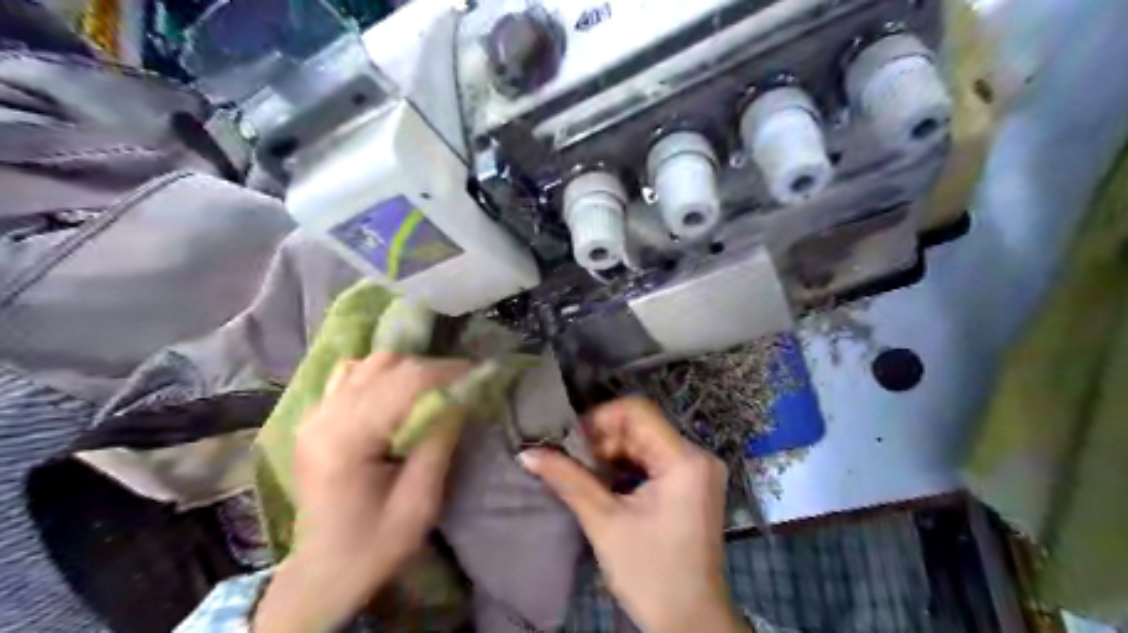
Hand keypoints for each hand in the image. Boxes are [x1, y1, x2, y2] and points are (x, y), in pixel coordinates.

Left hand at [253, 353, 472, 630]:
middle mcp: (324, 416)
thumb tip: (461, 396)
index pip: (404, 382)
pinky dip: (381, 374)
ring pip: (369, 363)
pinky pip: (352, 375)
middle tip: (464, 384)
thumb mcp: (419, 501)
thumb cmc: (374, 545)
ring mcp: (314, 413)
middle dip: (433, 369)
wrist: (322, 572)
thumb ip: (439, 442)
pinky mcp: (315, 417)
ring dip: (408, 369)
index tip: (481, 373)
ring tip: (435, 388)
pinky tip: (397, 393)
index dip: (448, 371)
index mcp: (346, 439)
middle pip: (387, 365)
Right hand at [518, 398, 747, 631]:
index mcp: (685, 461)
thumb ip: (567, 479)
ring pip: (646, 442)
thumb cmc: (650, 574)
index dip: (600, 419)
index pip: (638, 412)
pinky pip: (654, 460)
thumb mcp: (605, 522)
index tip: (571, 442)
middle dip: (603, 440)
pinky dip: (627, 467)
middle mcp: (698, 456)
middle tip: (573, 461)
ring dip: (613, 454)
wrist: (690, 623)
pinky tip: (606, 484)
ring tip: (585, 474)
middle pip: (642, 427)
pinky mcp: (693, 485)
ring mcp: (698, 472)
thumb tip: (528, 453)